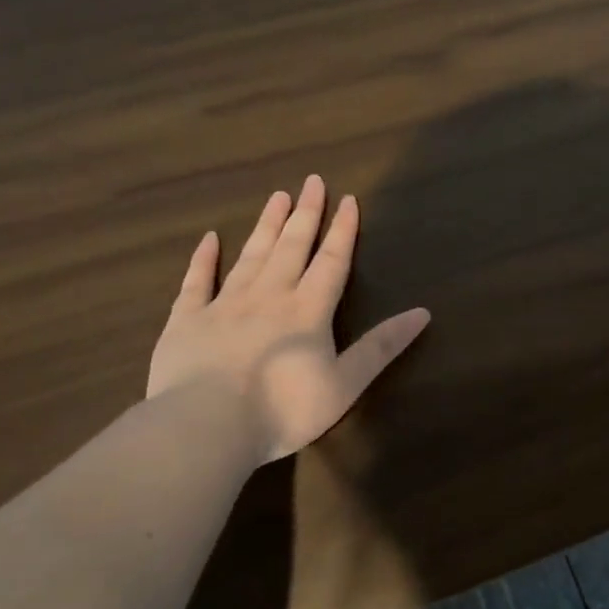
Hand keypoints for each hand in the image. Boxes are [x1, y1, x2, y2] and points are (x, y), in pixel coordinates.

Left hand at [147, 176, 430, 462]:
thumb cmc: (283, 410)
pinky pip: (196, 282)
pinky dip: (203, 259)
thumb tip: (423, 313)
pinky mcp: (186, 321)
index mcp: (307, 310)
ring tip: (277, 197)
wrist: (206, 427)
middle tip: (311, 181)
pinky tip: (209, 239)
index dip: (343, 231)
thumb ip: (381, 347)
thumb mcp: (345, 384)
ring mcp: (224, 305)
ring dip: (266, 226)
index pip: (331, 262)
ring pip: (250, 256)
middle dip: (305, 214)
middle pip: (291, 247)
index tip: (348, 199)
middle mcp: (268, 296)